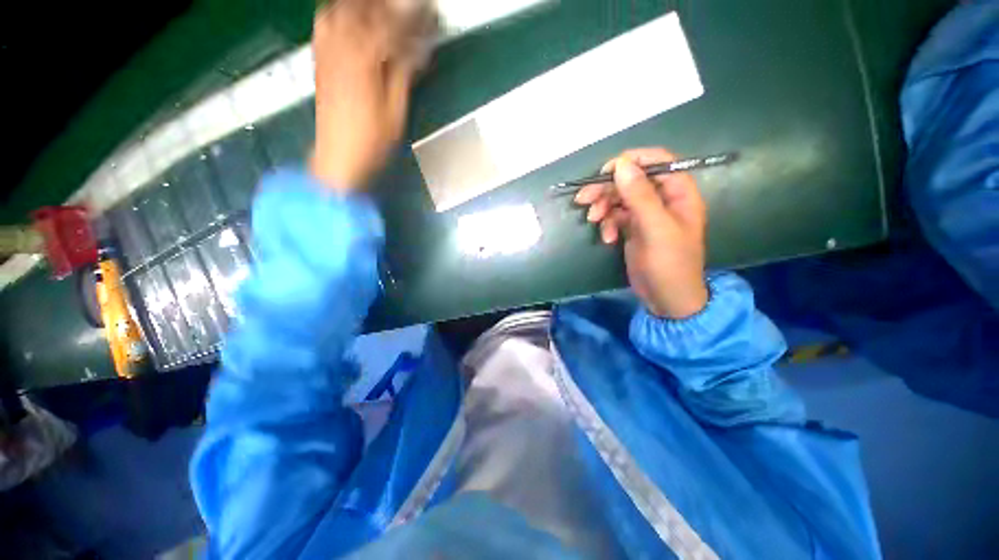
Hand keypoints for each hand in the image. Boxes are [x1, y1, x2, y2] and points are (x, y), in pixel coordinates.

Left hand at [311, 0, 434, 189]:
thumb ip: (402, 76)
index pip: (390, 26)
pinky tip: (347, 17)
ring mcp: (326, 53)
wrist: (338, 157)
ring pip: (339, 10)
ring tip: (377, 7)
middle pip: (361, 8)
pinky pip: (324, 25)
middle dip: (384, 3)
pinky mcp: (319, 62)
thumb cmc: (371, 141)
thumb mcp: (395, 113)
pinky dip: (337, 13)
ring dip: (359, 5)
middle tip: (402, 5)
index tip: (426, 11)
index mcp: (364, 61)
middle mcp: (341, 48)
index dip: (410, 16)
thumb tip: (414, 53)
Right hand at [575, 148, 708, 318]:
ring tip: (593, 220)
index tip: (606, 172)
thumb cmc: (669, 264)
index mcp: (678, 192)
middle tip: (584, 198)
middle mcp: (662, 199)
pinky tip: (607, 239)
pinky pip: (615, 216)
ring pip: (619, 198)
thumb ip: (640, 196)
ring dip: (603, 207)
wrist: (666, 298)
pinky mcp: (633, 228)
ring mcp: (645, 214)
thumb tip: (621, 164)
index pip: (656, 162)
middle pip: (630, 180)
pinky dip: (607, 224)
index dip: (631, 162)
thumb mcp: (656, 229)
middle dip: (607, 189)